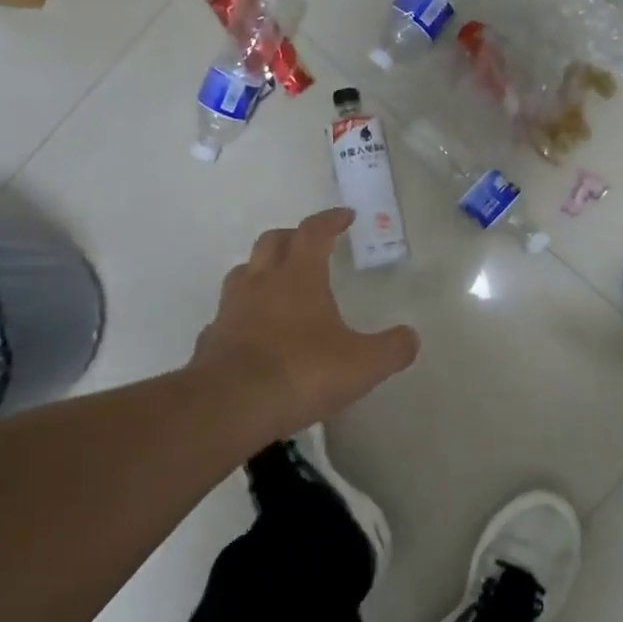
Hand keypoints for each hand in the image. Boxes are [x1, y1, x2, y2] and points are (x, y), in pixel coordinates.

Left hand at [192, 209, 419, 434]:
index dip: (331, 219)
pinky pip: (229, 314)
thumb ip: (392, 348)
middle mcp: (261, 282)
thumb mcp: (363, 365)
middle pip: (273, 241)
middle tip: (311, 245)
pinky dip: (244, 313)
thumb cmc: (302, 372)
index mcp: (299, 275)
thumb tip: (410, 337)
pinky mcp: (211, 338)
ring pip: (244, 272)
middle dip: (294, 236)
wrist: (231, 405)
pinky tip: (255, 333)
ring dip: (263, 270)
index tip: (345, 216)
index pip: (314, 231)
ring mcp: (231, 308)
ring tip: (280, 285)